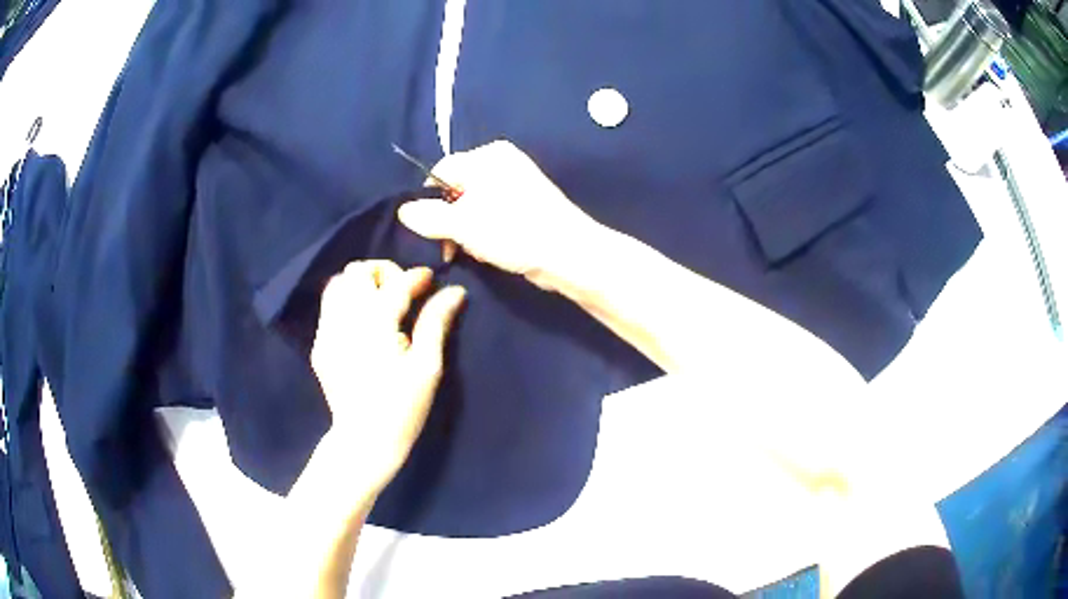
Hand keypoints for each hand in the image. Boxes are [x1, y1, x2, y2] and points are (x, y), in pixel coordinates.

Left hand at [311, 260, 465, 493]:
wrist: (363, 441)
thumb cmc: (403, 408)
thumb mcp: (427, 367)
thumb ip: (436, 323)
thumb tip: (455, 291)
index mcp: (376, 325)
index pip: (395, 283)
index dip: (416, 276)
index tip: (430, 280)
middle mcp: (346, 321)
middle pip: (357, 271)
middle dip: (382, 272)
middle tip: (402, 291)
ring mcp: (328, 332)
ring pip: (338, 284)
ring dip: (361, 285)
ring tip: (380, 303)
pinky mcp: (320, 345)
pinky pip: (329, 307)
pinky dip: (347, 302)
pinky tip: (363, 324)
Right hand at [397, 140, 600, 288]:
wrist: (568, 254)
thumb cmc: (513, 231)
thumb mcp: (462, 224)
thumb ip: (428, 216)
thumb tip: (403, 211)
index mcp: (487, 156)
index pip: (441, 171)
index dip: (429, 201)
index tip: (428, 231)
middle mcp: (501, 163)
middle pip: (457, 189)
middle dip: (450, 221)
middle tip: (453, 246)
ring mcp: (516, 184)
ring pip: (473, 207)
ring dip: (467, 232)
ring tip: (478, 250)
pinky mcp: (526, 207)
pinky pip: (492, 216)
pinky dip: (486, 234)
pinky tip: (492, 251)